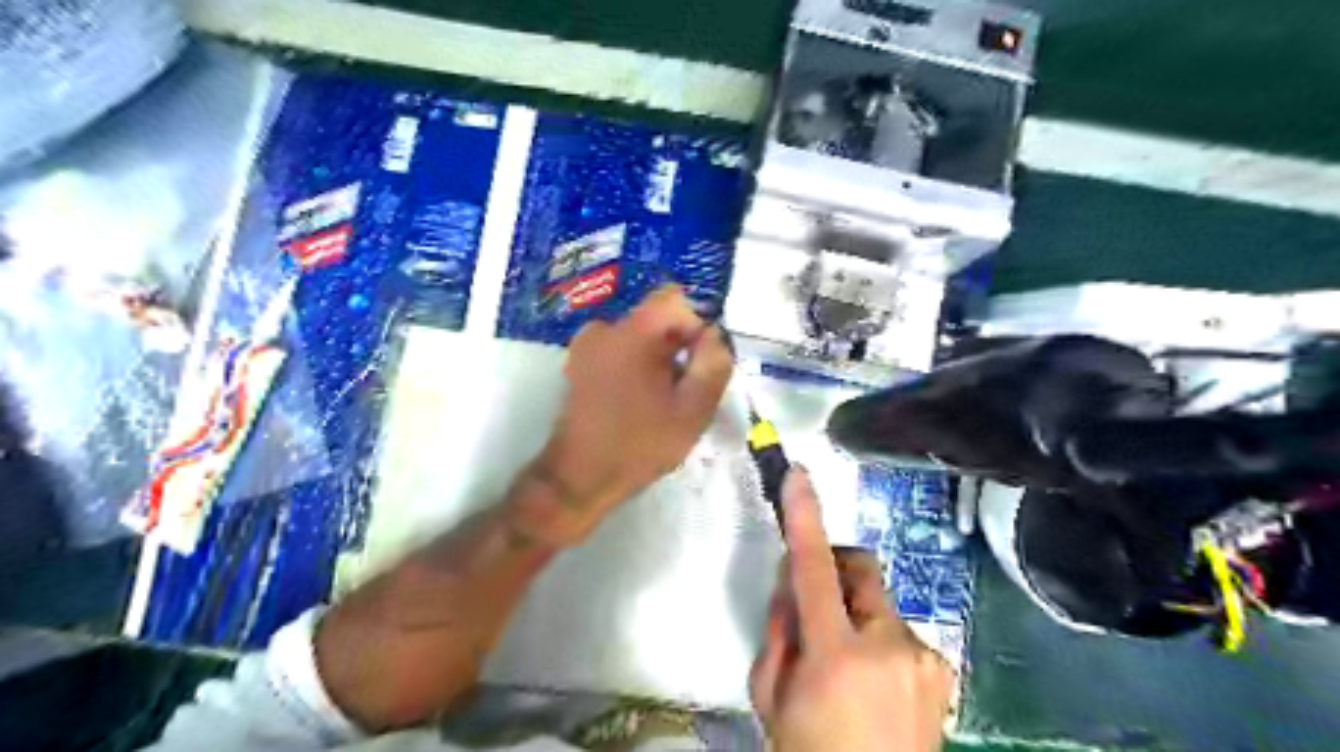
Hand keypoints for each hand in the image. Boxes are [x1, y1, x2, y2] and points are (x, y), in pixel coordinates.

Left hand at [528, 285, 730, 542]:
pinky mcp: (578, 363)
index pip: (675, 300)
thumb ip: (713, 364)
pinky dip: (636, 367)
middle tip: (682, 391)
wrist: (579, 477)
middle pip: (657, 319)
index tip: (699, 363)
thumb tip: (715, 334)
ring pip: (640, 337)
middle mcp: (604, 328)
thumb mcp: (693, 410)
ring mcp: (585, 345)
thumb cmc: (639, 444)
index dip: (696, 325)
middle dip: (677, 348)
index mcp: (632, 333)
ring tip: (659, 402)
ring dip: (657, 360)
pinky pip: (620, 350)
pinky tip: (637, 402)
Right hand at [748, 471, 956, 750]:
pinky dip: (878, 641)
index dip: (805, 517)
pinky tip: (872, 685)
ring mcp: (924, 657)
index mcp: (837, 657)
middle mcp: (890, 646)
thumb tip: (792, 581)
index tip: (798, 475)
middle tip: (815, 603)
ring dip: (855, 615)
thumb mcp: (771, 695)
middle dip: (835, 570)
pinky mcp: (941, 668)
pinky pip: (898, 632)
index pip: (814, 569)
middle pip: (860, 569)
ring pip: (878, 604)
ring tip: (845, 666)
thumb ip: (780, 628)